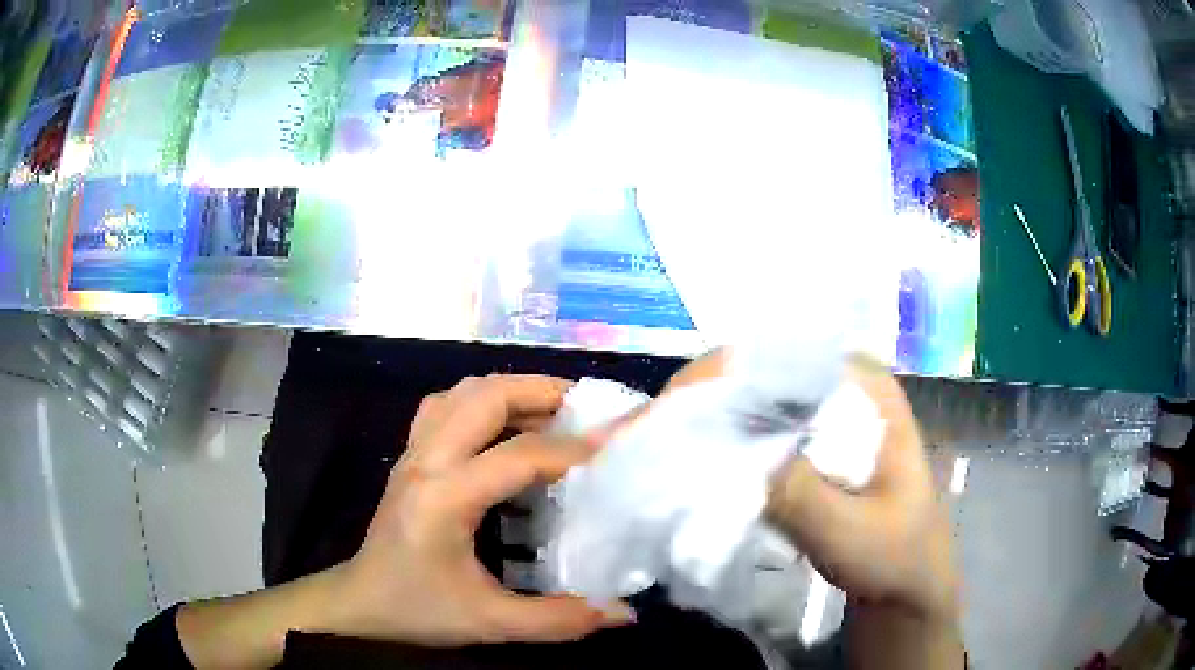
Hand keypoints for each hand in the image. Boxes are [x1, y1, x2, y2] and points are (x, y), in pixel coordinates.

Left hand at [328, 374, 634, 645]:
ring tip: (551, 411)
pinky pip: (445, 406)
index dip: (571, 447)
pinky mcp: (409, 456)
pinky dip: (481, 401)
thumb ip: (558, 620)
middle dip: (540, 390)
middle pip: (484, 395)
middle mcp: (427, 460)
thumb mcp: (490, 623)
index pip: (517, 455)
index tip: (616, 443)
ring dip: (510, 390)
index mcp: (446, 497)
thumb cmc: (417, 609)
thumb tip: (623, 614)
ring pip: (461, 392)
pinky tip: (504, 427)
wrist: (359, 601)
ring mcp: (413, 452)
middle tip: (584, 406)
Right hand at [660, 351, 958, 622]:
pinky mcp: (810, 451)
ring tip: (658, 445)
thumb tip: (725, 451)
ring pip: (755, 405)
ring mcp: (826, 421)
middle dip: (703, 398)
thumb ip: (798, 495)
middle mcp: (843, 390)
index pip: (786, 355)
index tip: (673, 408)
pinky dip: (724, 446)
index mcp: (867, 389)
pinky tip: (692, 463)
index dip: (724, 372)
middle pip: (762, 374)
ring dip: (707, 422)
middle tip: (649, 432)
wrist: (908, 587)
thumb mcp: (851, 533)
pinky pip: (758, 435)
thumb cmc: (896, 557)